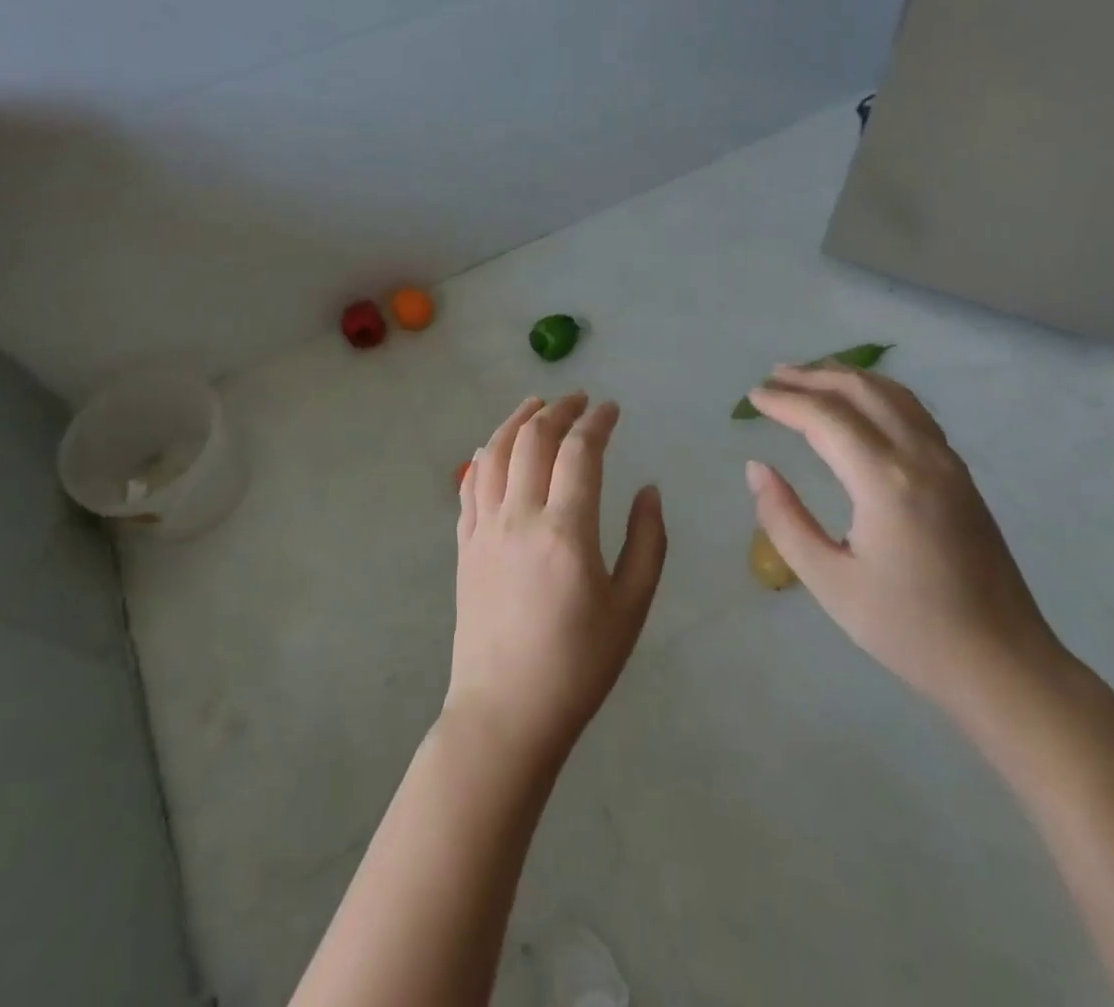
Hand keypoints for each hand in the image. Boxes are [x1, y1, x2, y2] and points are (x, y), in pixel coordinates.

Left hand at [445, 394, 666, 771]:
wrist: (506, 714)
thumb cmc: (578, 665)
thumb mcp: (631, 608)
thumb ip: (647, 542)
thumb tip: (649, 490)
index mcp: (566, 530)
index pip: (580, 452)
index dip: (597, 421)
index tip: (612, 408)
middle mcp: (519, 517)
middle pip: (533, 440)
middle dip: (558, 410)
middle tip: (579, 400)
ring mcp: (485, 529)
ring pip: (493, 453)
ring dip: (516, 421)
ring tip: (536, 405)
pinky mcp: (465, 546)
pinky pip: (470, 485)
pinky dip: (484, 455)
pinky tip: (493, 449)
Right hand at [745, 365, 1066, 721]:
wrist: (1003, 664)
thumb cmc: (908, 630)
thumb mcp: (830, 583)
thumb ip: (784, 520)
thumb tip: (756, 468)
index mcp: (885, 481)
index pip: (825, 418)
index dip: (784, 402)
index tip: (752, 397)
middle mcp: (919, 456)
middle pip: (860, 391)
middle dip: (813, 376)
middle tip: (774, 376)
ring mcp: (946, 461)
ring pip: (892, 393)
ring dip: (847, 377)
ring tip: (810, 377)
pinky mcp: (960, 474)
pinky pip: (913, 411)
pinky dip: (877, 392)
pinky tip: (861, 403)